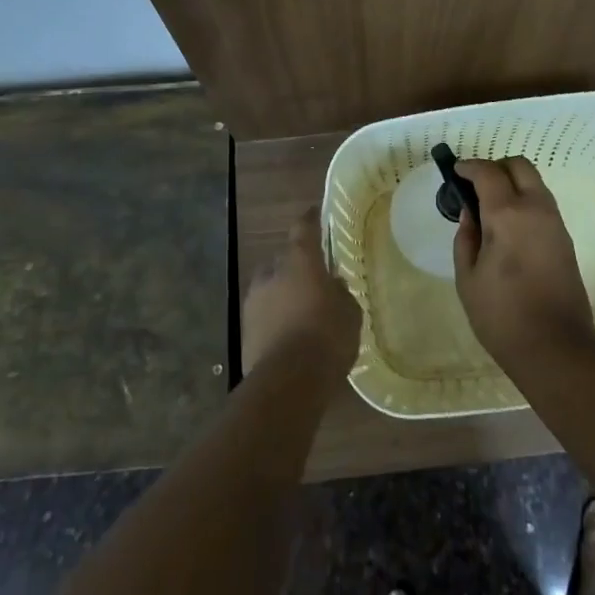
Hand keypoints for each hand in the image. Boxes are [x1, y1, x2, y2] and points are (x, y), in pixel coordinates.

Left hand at [242, 206, 360, 379]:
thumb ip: (340, 293)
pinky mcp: (245, 329)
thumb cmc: (327, 338)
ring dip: (282, 292)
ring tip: (300, 308)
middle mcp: (272, 273)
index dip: (310, 219)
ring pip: (270, 286)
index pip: (303, 228)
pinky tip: (289, 331)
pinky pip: (263, 312)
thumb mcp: (349, 313)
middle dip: (296, 265)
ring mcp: (254, 301)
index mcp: (300, 261)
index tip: (314, 212)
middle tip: (313, 278)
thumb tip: (333, 285)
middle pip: (283, 259)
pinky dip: (274, 316)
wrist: (288, 382)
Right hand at [452, 157, 594, 370]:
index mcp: (507, 215)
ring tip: (489, 207)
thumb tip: (471, 213)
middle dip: (495, 167)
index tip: (455, 172)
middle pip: (519, 166)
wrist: (555, 348)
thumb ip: (466, 237)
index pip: (488, 172)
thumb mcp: (468, 277)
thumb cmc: (501, 315)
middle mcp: (536, 209)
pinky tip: (508, 225)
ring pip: (535, 183)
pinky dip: (524, 200)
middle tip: (475, 186)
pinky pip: (543, 204)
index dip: (469, 167)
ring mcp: (555, 223)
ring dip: (512, 183)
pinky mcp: (565, 239)